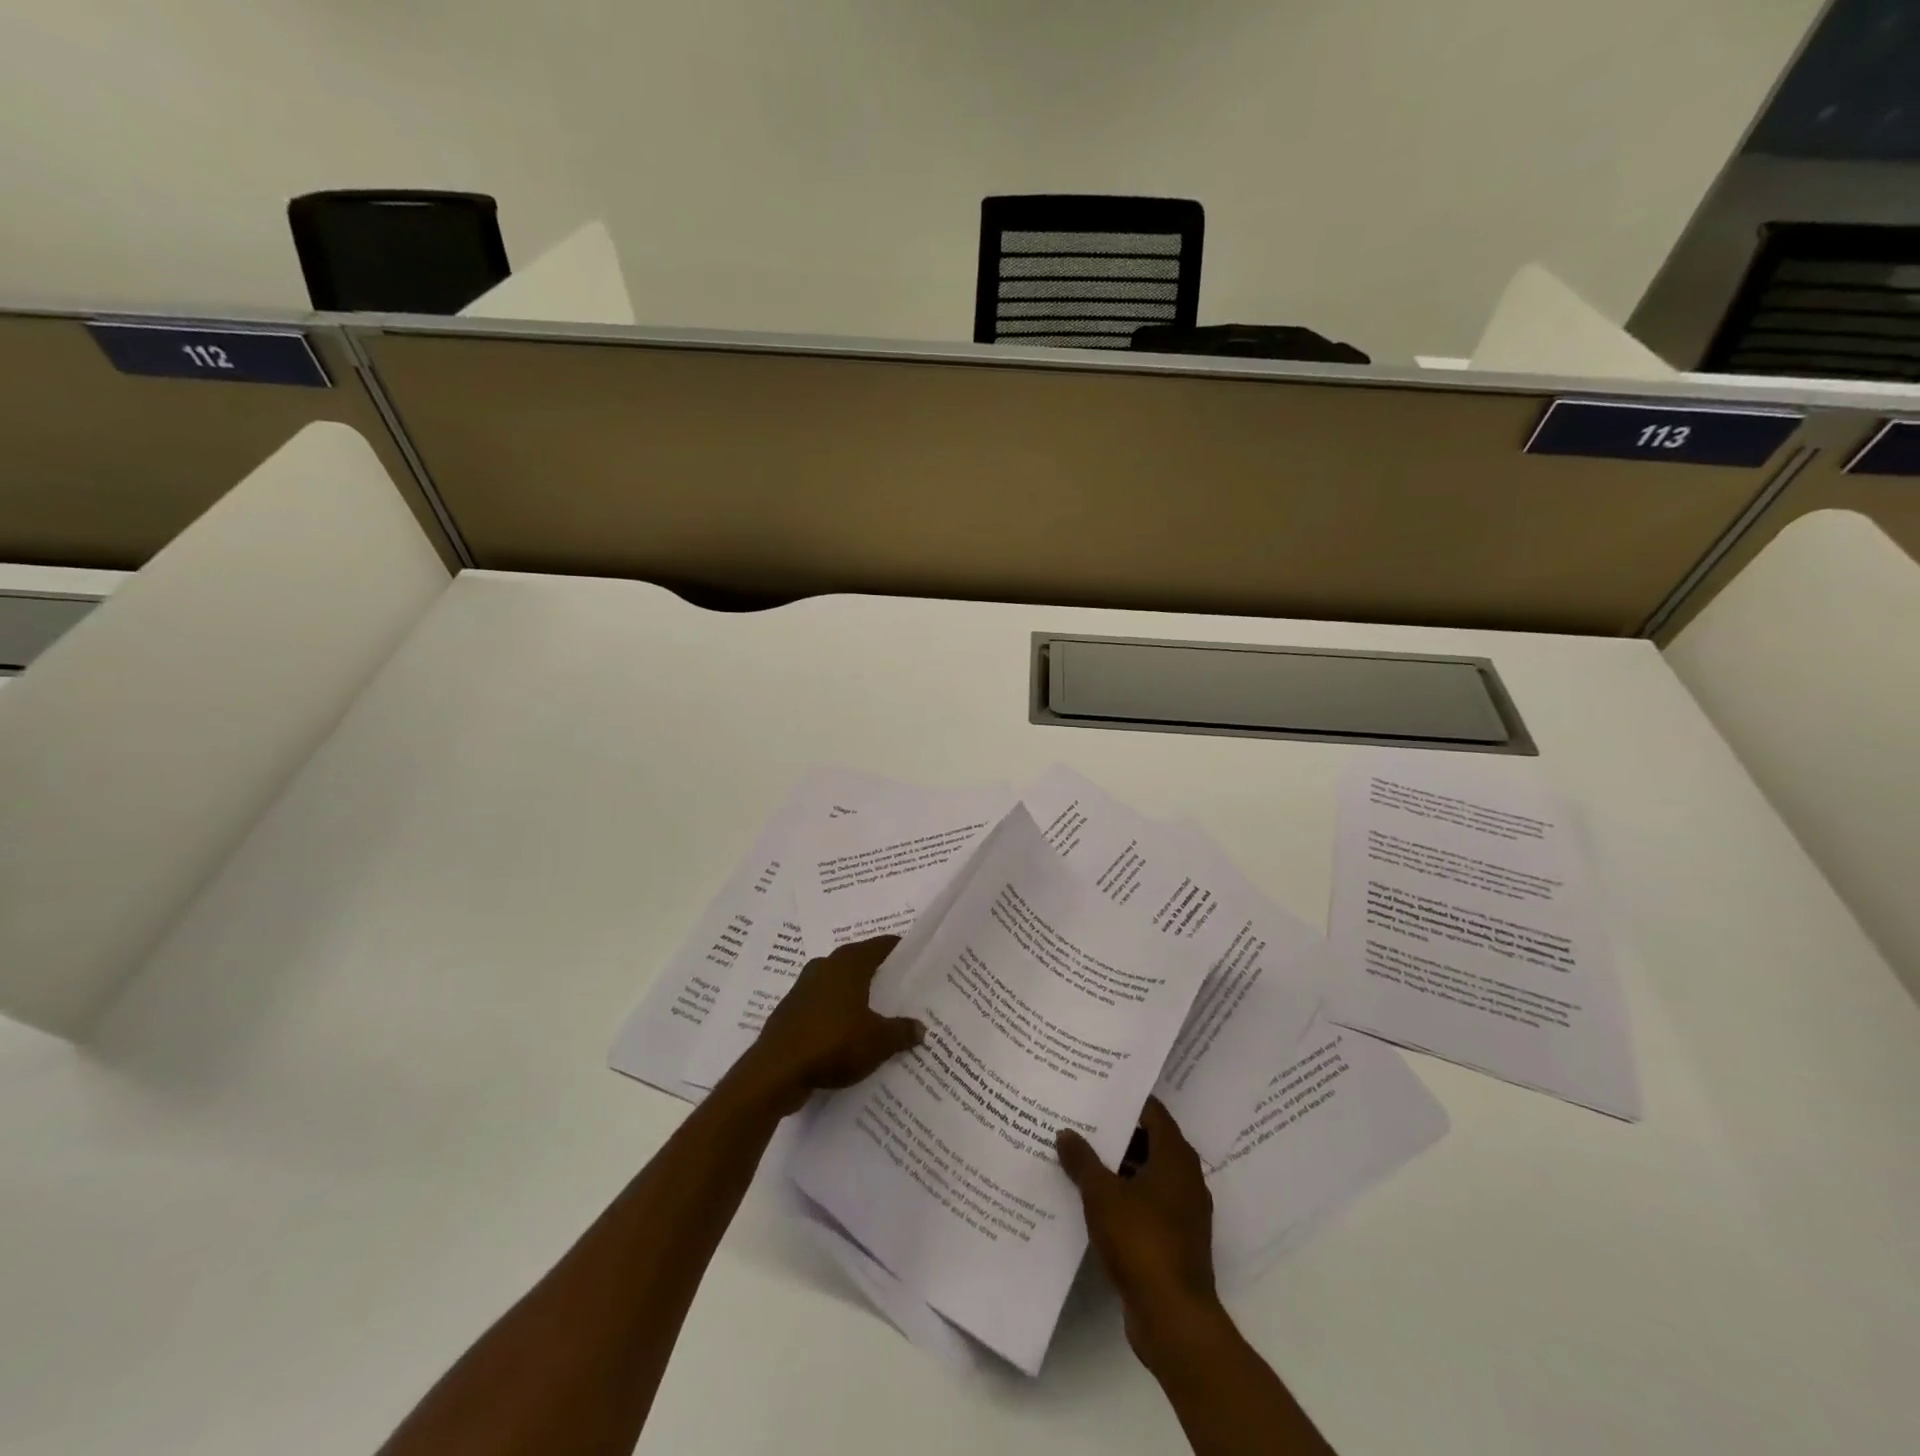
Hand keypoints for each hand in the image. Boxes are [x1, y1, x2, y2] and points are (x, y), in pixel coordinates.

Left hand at [730, 936, 923, 1115]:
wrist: (775, 1072)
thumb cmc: (832, 1043)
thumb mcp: (878, 1041)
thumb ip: (901, 1032)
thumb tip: (920, 1027)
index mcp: (848, 964)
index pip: (879, 946)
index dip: (898, 950)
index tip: (915, 958)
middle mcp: (824, 967)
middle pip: (857, 962)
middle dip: (877, 973)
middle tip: (900, 987)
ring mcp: (803, 989)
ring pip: (837, 984)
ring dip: (854, 994)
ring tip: (877, 1012)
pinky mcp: (790, 1012)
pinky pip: (822, 1006)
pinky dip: (836, 1014)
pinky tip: (847, 1034)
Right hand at [1057, 1097, 1221, 1366]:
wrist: (1173, 1319)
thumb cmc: (1141, 1242)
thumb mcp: (1102, 1195)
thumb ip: (1083, 1160)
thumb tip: (1066, 1133)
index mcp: (1175, 1158)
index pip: (1152, 1112)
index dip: (1126, 1100)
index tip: (1097, 1089)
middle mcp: (1185, 1178)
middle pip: (1150, 1141)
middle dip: (1117, 1133)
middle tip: (1081, 1119)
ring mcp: (1183, 1212)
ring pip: (1147, 1175)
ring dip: (1118, 1167)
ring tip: (1080, 1156)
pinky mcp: (1175, 1241)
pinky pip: (1147, 1204)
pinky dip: (1124, 1197)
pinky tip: (1092, 1199)